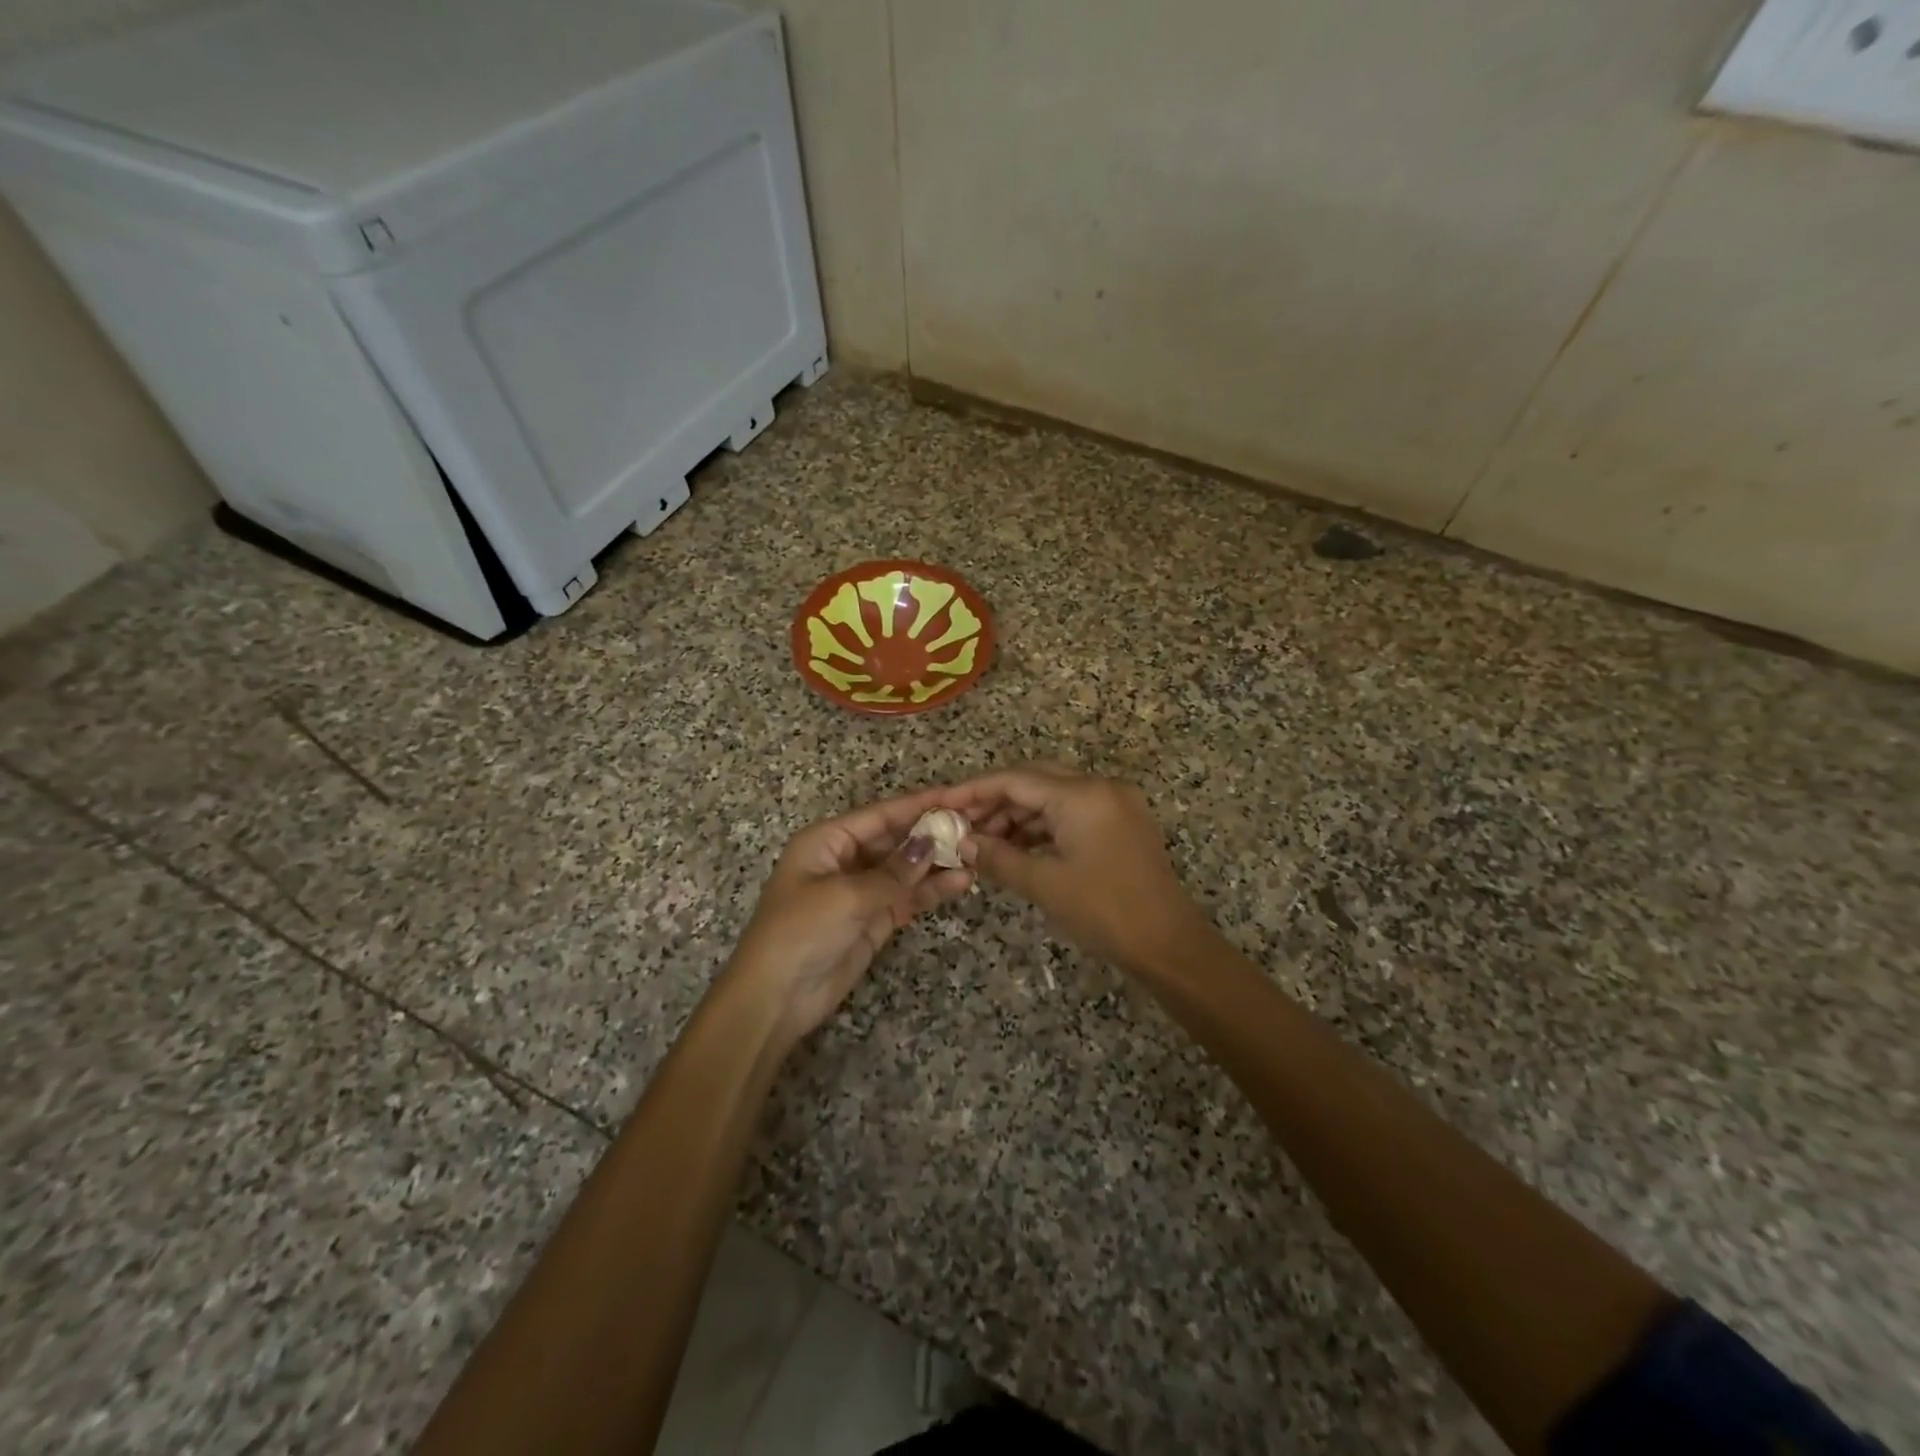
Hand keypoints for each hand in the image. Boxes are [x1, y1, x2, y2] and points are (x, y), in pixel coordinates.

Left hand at [725, 790, 974, 1041]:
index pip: (879, 815)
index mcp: (827, 841)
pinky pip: (907, 897)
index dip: (917, 805)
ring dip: (937, 863)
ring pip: (905, 869)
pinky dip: (931, 891)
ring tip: (976, 854)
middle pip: (894, 839)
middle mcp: (845, 860)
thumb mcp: (845, 896)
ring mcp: (860, 891)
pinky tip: (961, 882)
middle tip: (974, 825)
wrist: (775, 998)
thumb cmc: (801, 932)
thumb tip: (931, 844)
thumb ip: (893, 873)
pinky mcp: (873, 920)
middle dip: (932, 833)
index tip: (955, 796)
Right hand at [939, 766, 1211, 974]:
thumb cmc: (1106, 912)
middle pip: (1034, 781)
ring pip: (1052, 799)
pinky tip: (1015, 849)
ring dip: (1017, 817)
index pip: (1015, 779)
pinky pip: (1071, 814)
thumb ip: (998, 858)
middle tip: (959, 824)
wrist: (1170, 946)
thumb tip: (962, 844)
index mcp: (1082, 794)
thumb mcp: (1045, 884)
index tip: (942, 804)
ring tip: (982, 843)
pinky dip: (1041, 829)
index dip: (974, 790)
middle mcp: (1100, 787)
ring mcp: (1114, 804)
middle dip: (994, 802)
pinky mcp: (1121, 824)